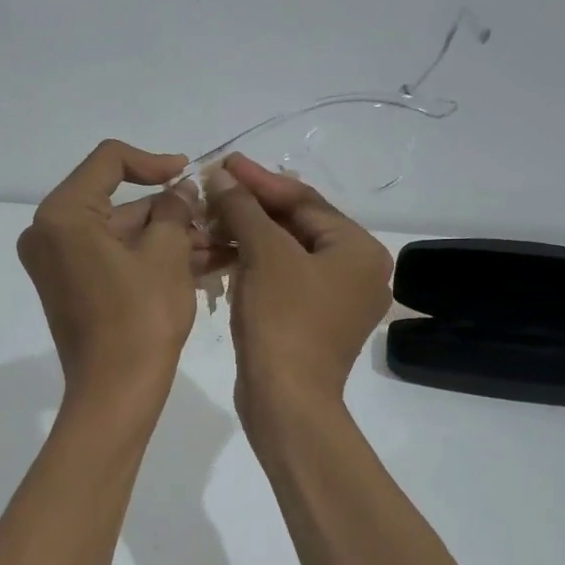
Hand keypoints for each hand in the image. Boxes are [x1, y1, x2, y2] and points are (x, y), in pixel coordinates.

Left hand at [18, 140, 201, 402]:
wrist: (115, 394)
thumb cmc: (140, 318)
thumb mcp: (167, 254)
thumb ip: (174, 210)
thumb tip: (180, 189)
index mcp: (63, 214)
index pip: (109, 161)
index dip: (154, 161)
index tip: (188, 173)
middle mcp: (49, 232)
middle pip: (116, 202)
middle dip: (169, 210)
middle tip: (213, 216)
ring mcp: (58, 262)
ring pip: (120, 233)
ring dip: (167, 236)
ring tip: (218, 243)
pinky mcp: (71, 286)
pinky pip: (113, 258)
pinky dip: (149, 257)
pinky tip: (198, 262)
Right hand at [205, 154, 392, 422]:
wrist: (286, 402)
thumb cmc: (283, 320)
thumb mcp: (264, 255)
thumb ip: (243, 209)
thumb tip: (221, 175)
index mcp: (358, 249)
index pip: (304, 201)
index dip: (260, 180)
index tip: (223, 162)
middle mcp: (355, 271)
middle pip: (296, 225)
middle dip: (250, 208)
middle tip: (211, 188)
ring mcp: (334, 299)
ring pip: (285, 253)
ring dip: (245, 236)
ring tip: (207, 221)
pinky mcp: (311, 321)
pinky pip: (281, 279)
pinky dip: (251, 266)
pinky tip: (218, 254)